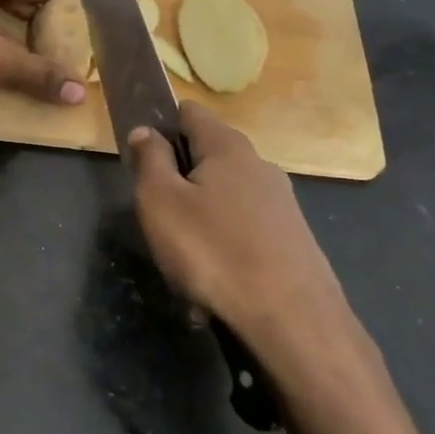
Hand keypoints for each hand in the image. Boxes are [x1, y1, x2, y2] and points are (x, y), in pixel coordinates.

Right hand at [128, 101, 366, 384]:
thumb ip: (149, 159)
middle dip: (180, 176)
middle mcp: (260, 165)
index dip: (161, 124)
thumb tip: (145, 129)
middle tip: (157, 212)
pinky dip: (224, 244)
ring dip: (200, 215)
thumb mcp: (161, 201)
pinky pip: (245, 229)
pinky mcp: (293, 239)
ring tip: (183, 256)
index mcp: (228, 146)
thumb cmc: (213, 252)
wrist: (293, 322)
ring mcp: (282, 203)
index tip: (141, 155)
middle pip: (209, 154)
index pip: (190, 111)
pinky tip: (215, 279)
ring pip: (226, 195)